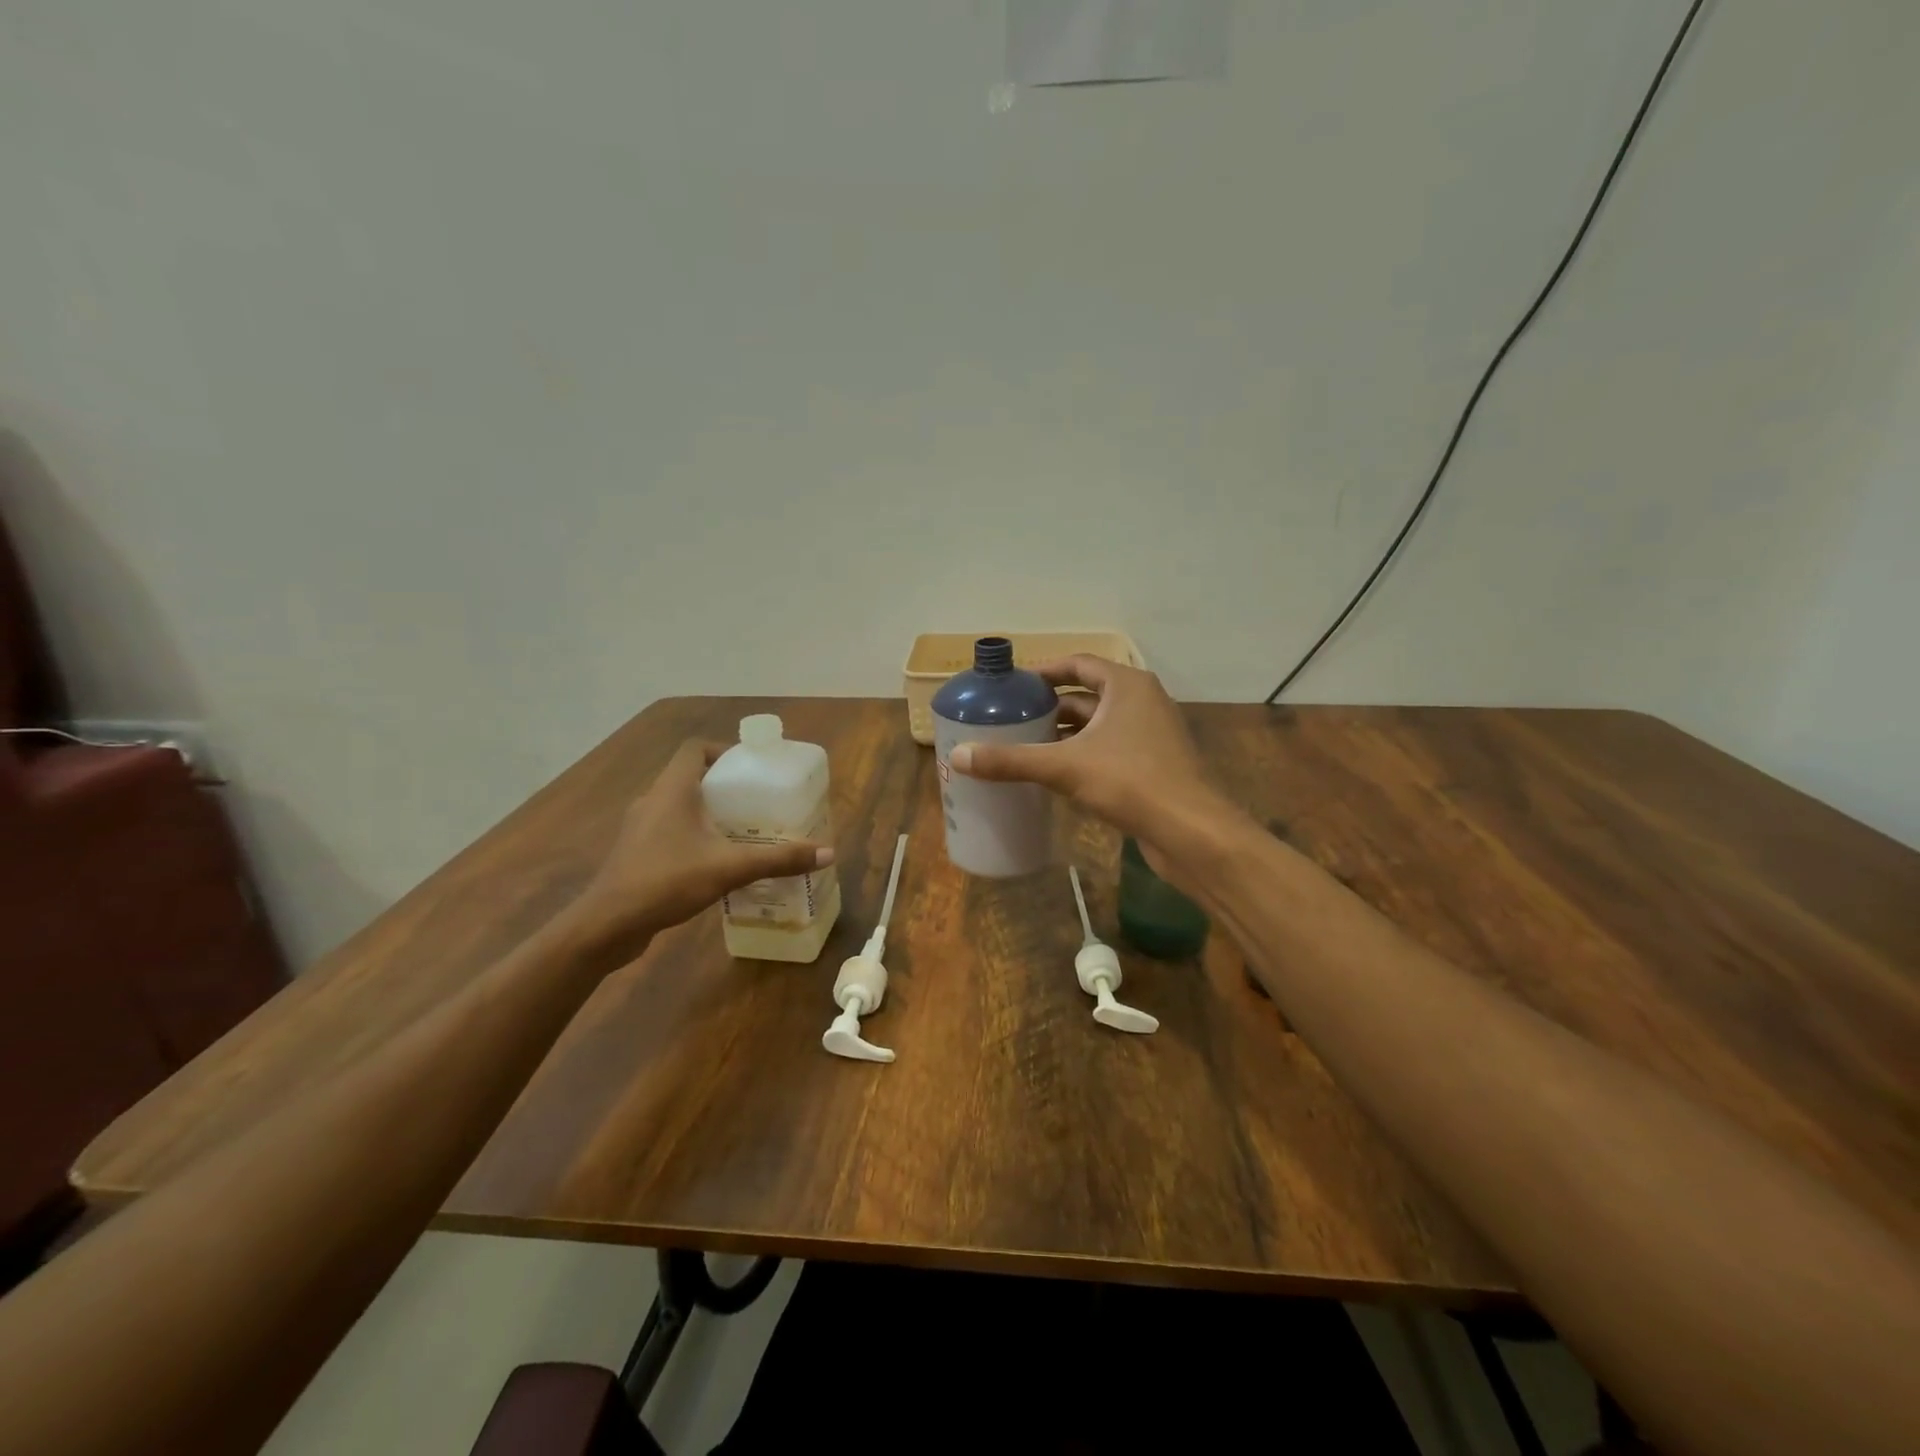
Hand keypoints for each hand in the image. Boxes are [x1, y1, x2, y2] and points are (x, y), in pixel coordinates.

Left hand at [569, 739, 832, 952]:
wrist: (607, 925)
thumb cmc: (666, 881)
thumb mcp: (730, 868)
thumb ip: (778, 859)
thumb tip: (827, 853)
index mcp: (672, 789)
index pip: (695, 749)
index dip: (723, 751)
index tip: (751, 769)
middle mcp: (652, 800)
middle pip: (690, 776)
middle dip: (724, 785)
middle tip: (756, 801)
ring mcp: (639, 828)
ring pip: (678, 805)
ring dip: (707, 811)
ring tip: (741, 830)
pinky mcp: (635, 853)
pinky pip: (669, 830)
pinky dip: (693, 834)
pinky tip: (714, 860)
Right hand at [947, 655, 1229, 847]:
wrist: (1191, 831)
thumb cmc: (1130, 781)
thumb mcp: (1064, 767)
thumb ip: (1012, 760)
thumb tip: (958, 756)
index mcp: (1127, 686)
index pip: (1079, 664)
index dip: (1045, 672)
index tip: (1014, 686)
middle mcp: (1143, 702)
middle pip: (1087, 696)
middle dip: (1051, 707)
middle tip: (1013, 718)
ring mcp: (1152, 735)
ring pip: (1099, 726)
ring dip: (1066, 734)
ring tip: (1026, 746)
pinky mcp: (1155, 765)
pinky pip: (1111, 750)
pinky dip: (1084, 755)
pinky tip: (1057, 775)